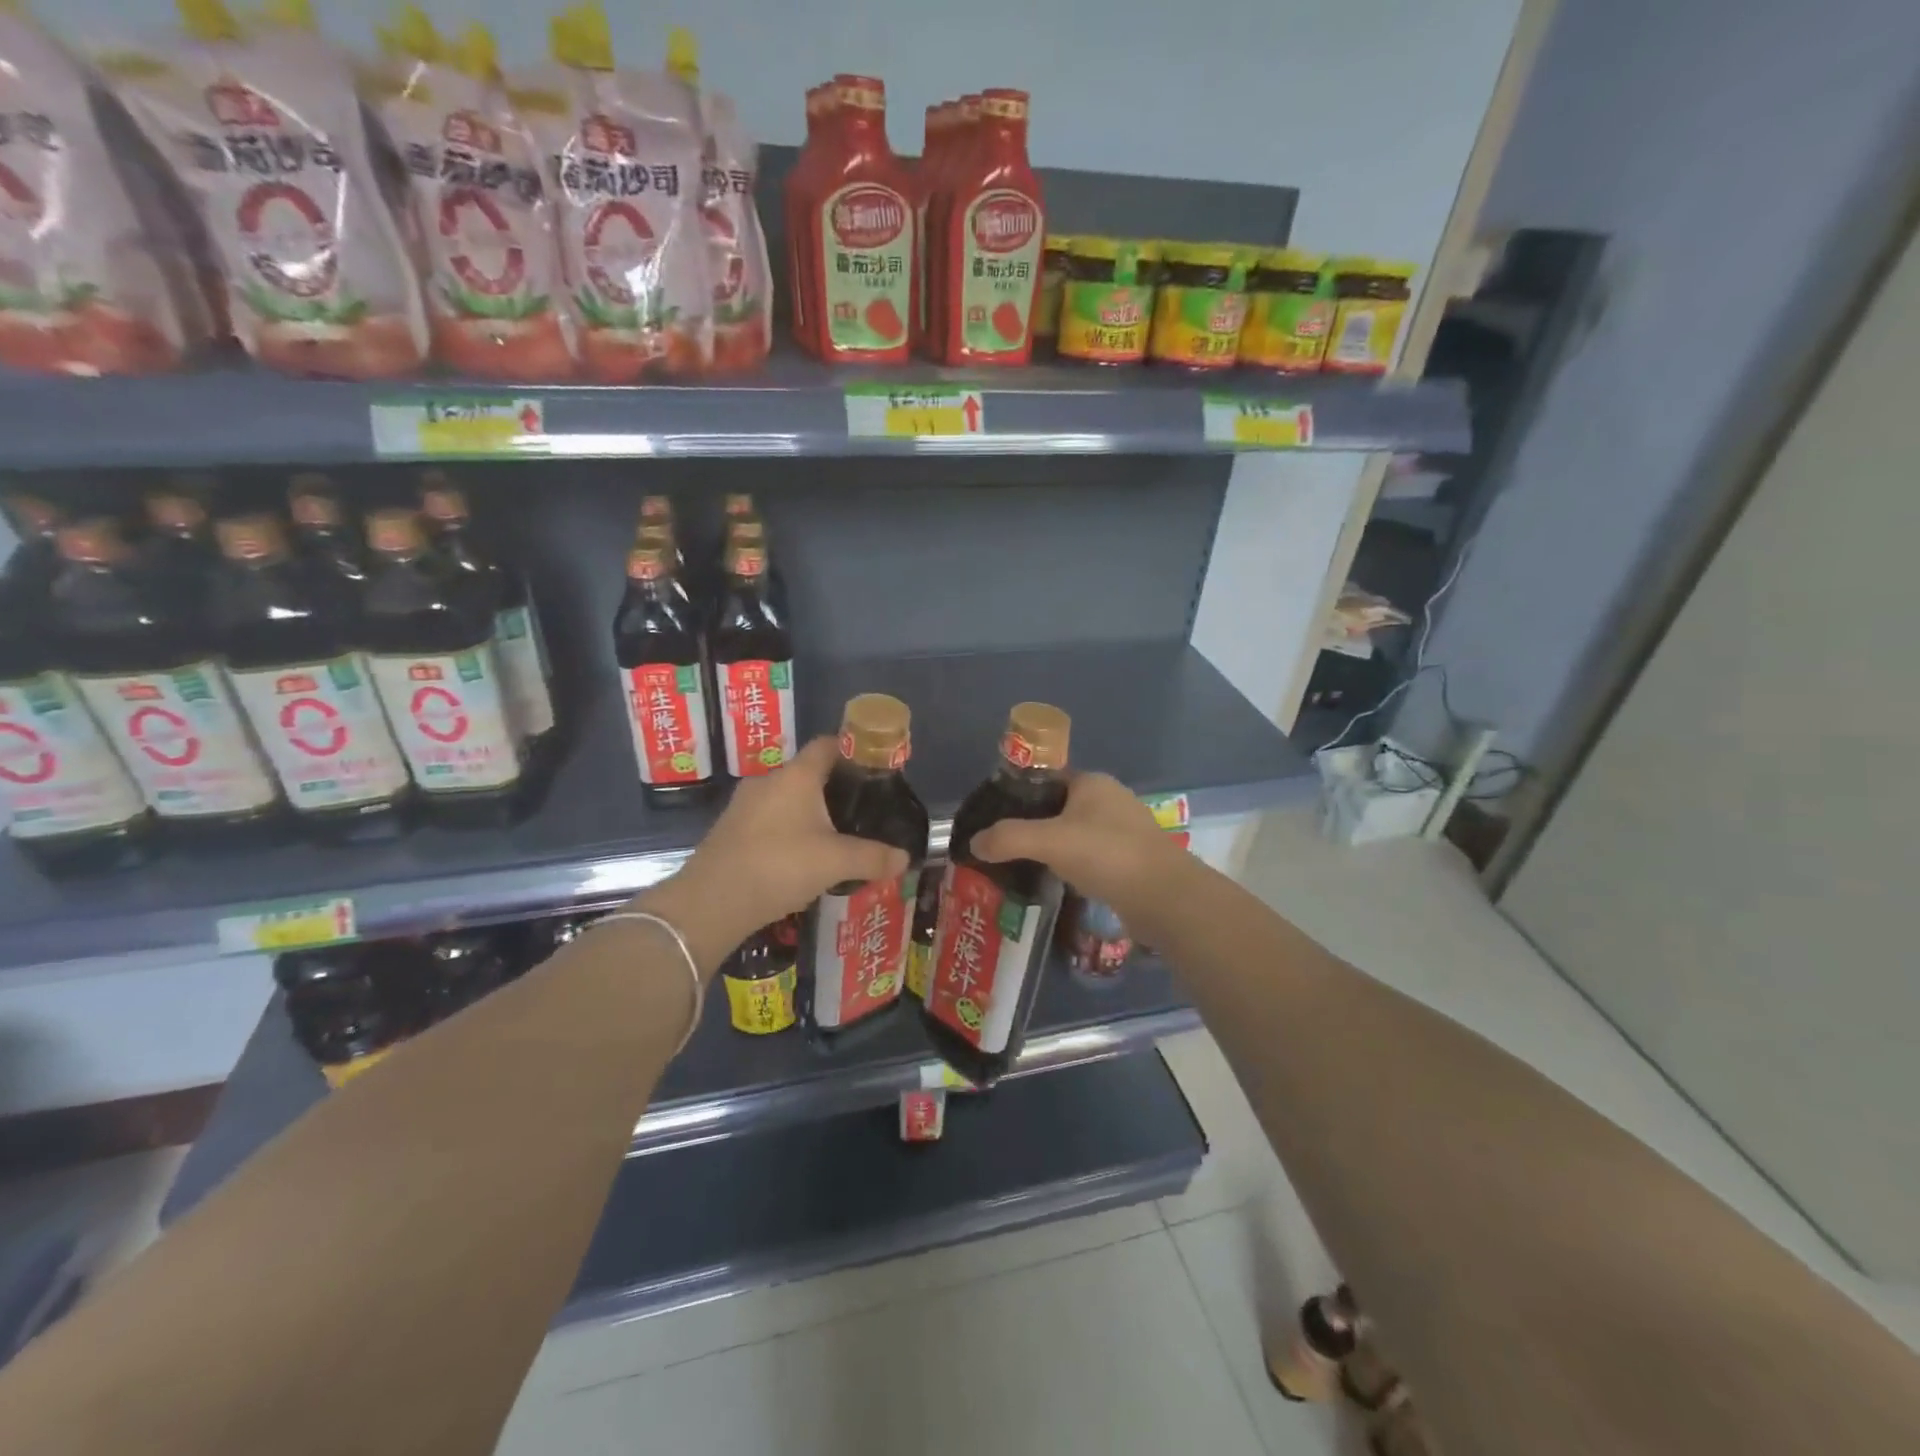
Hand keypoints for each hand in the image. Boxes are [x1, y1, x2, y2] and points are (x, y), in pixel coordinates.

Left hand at [640, 738, 908, 974]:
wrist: (711, 902)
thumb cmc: (780, 866)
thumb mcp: (835, 863)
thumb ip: (873, 858)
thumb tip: (905, 858)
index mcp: (796, 776)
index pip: (827, 745)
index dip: (852, 750)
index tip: (873, 768)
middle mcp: (768, 781)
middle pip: (807, 773)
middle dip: (834, 789)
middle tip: (860, 810)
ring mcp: (744, 805)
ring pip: (786, 799)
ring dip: (808, 813)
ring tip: (833, 838)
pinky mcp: (730, 830)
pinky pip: (768, 820)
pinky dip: (787, 831)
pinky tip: (799, 858)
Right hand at [971, 773, 1184, 918]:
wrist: (1165, 898)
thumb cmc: (1107, 855)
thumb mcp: (1049, 841)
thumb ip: (1008, 838)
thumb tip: (974, 842)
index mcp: (1092, 782)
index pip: (1045, 780)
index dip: (1017, 797)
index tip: (992, 819)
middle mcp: (1110, 799)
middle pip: (1058, 808)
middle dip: (1031, 826)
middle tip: (1001, 848)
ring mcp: (1124, 830)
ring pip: (1075, 834)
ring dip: (1052, 848)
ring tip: (1021, 867)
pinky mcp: (1131, 860)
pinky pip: (1090, 857)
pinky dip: (1071, 866)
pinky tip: (1054, 882)